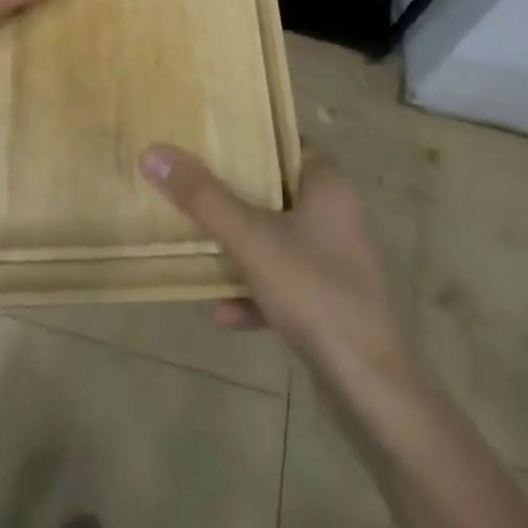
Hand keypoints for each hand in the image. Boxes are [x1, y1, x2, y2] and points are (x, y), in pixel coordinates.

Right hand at [141, 146, 410, 385]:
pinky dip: (256, 291)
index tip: (207, 138)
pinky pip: (286, 283)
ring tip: (199, 245)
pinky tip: (223, 313)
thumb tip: (154, 153)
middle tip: (190, 185)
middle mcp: (338, 215)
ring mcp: (338, 261)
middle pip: (276, 190)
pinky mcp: (333, 302)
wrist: (374, 389)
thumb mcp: (250, 239)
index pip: (285, 142)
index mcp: (328, 185)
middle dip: (234, 193)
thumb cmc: (315, 292)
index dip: (248, 137)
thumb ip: (202, 197)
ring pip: (278, 238)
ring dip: (241, 245)